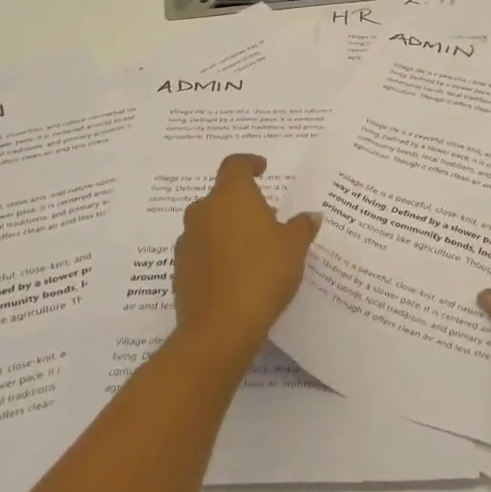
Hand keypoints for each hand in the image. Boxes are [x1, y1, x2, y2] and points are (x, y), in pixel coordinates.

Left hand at [174, 154, 319, 364]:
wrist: (220, 327)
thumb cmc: (262, 274)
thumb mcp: (294, 248)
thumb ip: (302, 226)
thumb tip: (310, 216)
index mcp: (231, 196)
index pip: (235, 165)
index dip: (249, 163)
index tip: (262, 169)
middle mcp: (204, 211)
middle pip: (221, 195)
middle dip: (242, 203)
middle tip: (265, 218)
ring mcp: (187, 240)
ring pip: (209, 223)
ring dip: (227, 228)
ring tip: (251, 248)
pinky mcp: (180, 269)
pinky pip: (201, 250)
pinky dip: (216, 253)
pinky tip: (234, 272)